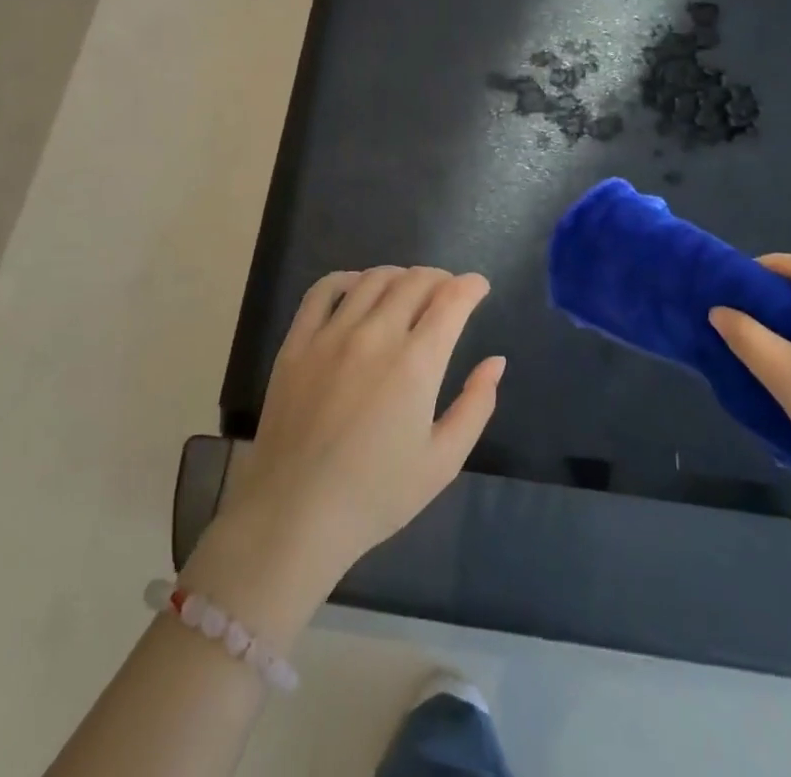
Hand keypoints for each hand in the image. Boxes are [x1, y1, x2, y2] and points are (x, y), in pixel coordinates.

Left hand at [183, 267, 504, 646]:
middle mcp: (376, 335)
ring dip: (400, 276)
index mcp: (416, 363)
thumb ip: (476, 405)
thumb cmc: (377, 495)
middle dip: (440, 279)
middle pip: (414, 281)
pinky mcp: (298, 342)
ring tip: (408, 289)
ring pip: (373, 279)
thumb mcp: (443, 461)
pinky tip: (358, 288)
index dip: (471, 286)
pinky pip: (323, 290)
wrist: (295, 515)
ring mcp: (332, 334)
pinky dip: (347, 278)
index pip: (451, 300)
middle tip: (448, 292)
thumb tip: (495, 361)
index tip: (479, 287)